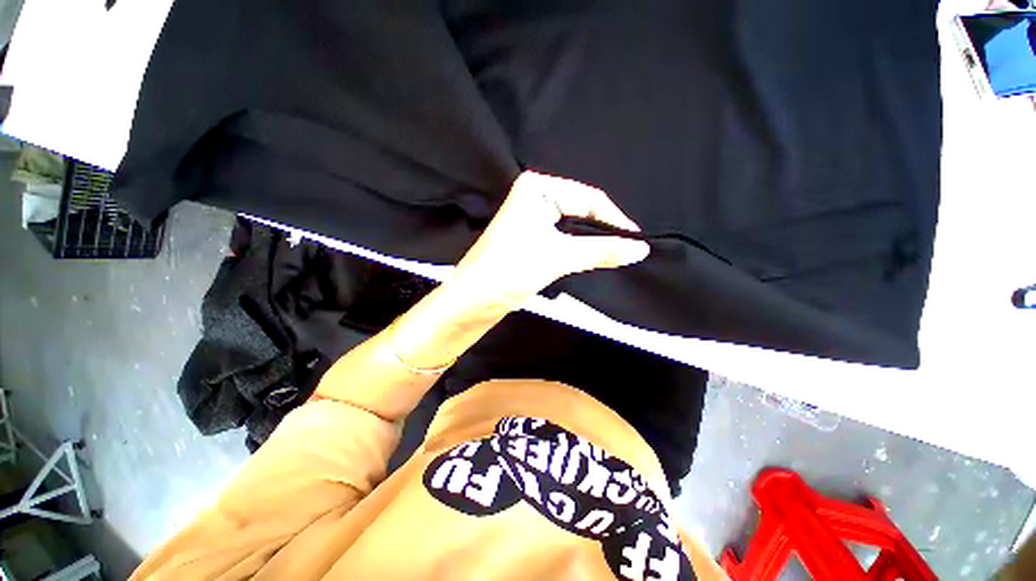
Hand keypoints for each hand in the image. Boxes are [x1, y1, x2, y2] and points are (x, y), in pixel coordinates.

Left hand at [453, 171, 650, 306]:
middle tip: (629, 250)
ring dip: (591, 241)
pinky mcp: (530, 235)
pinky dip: (577, 248)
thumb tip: (640, 248)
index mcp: (538, 188)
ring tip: (615, 255)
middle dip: (603, 232)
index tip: (638, 242)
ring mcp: (531, 216)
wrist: (474, 299)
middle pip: (581, 210)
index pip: (588, 198)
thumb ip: (601, 251)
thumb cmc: (511, 270)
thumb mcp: (559, 257)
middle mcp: (534, 196)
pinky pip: (563, 237)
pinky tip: (591, 257)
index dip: (615, 220)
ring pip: (573, 226)